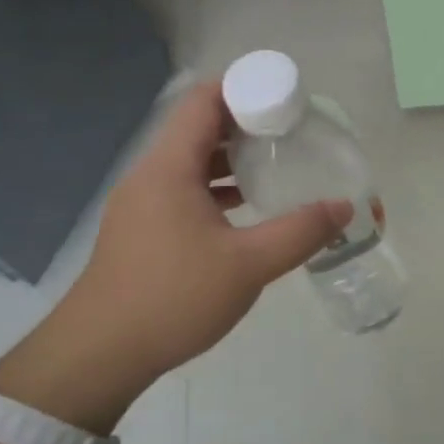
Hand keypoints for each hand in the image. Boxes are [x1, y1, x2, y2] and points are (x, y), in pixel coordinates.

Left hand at [0, 81, 348, 430]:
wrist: (100, 354)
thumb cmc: (173, 298)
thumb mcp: (248, 265)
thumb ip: (299, 232)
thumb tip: (343, 207)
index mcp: (169, 168)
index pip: (203, 101)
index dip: (244, 89)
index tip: (286, 100)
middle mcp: (150, 175)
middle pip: (198, 127)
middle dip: (246, 123)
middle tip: (292, 133)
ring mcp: (141, 203)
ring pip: (191, 162)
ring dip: (231, 158)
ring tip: (275, 165)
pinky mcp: (141, 229)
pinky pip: (183, 190)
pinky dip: (215, 188)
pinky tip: (246, 208)